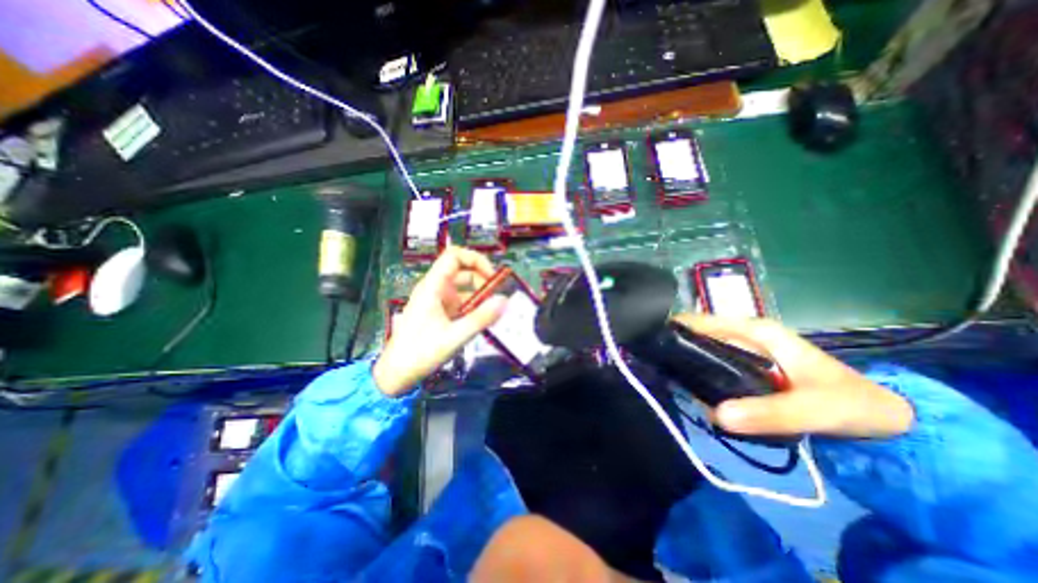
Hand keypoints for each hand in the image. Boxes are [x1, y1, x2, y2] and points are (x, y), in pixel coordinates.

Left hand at [373, 247, 507, 396]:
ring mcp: (437, 301)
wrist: (396, 374)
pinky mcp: (440, 313)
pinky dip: (474, 307)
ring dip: (480, 296)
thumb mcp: (454, 336)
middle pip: (463, 271)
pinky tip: (484, 320)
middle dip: (483, 281)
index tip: (493, 276)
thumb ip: (481, 318)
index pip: (454, 256)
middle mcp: (435, 289)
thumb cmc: (420, 353)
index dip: (476, 260)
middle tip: (499, 297)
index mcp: (433, 286)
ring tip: (495, 311)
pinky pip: (461, 303)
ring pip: (464, 288)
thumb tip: (505, 300)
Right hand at [668, 315, 909, 436]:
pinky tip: (687, 389)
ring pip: (699, 349)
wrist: (878, 416)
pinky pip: (710, 364)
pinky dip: (696, 374)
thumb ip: (770, 412)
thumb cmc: (849, 402)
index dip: (672, 329)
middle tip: (652, 368)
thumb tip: (716, 414)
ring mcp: (741, 349)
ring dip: (682, 362)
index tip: (650, 347)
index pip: (700, 321)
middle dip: (672, 348)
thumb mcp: (815, 409)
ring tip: (663, 379)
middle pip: (694, 333)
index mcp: (753, 330)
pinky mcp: (742, 365)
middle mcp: (741, 334)